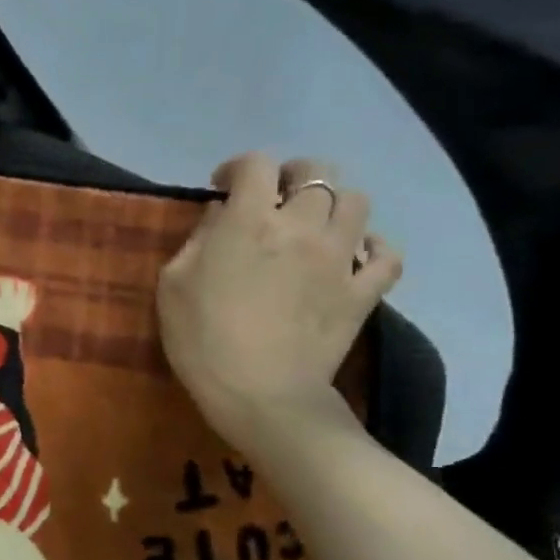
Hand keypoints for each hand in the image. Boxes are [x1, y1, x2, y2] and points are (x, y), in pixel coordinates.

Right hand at [156, 153, 401, 450]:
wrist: (260, 394)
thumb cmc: (202, 339)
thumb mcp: (173, 284)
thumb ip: (198, 239)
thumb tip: (222, 214)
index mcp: (249, 222)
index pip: (255, 165)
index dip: (237, 167)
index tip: (223, 186)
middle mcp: (301, 227)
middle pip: (315, 172)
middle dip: (291, 174)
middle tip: (273, 197)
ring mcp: (340, 258)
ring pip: (356, 202)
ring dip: (332, 204)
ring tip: (312, 224)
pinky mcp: (364, 291)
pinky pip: (386, 254)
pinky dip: (373, 247)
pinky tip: (353, 256)